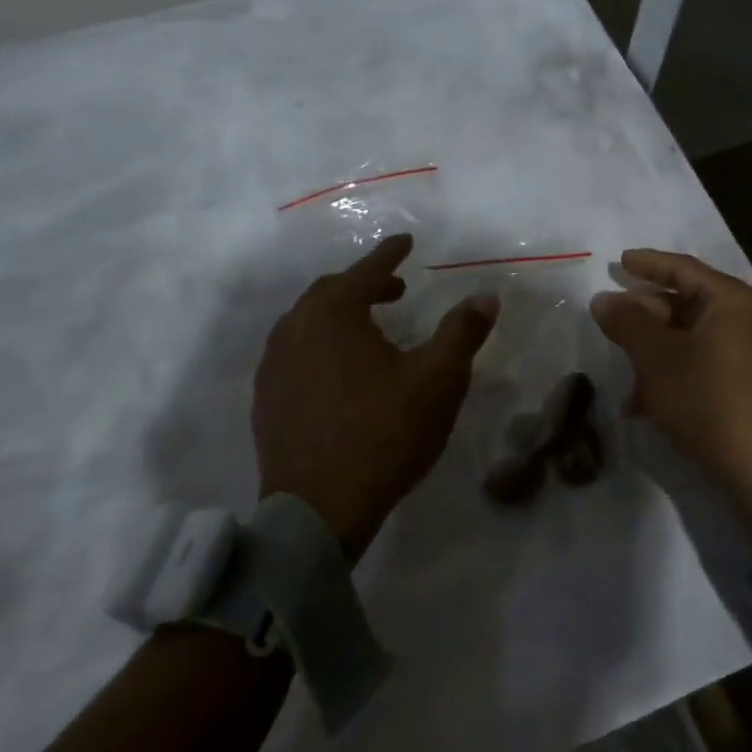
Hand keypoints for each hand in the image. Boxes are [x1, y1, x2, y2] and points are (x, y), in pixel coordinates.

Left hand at [254, 234, 498, 559]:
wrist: (318, 509)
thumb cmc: (383, 434)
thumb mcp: (437, 380)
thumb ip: (462, 332)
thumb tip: (486, 297)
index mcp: (332, 314)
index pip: (366, 271)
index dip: (390, 255)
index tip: (406, 242)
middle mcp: (294, 328)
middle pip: (331, 292)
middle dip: (365, 285)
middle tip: (395, 291)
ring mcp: (273, 365)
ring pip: (308, 322)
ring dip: (340, 315)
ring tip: (369, 330)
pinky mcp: (266, 399)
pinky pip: (294, 353)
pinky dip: (320, 345)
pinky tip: (338, 370)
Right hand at [590, 249, 751, 537]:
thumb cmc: (710, 399)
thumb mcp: (658, 358)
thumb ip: (627, 324)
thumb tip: (602, 298)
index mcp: (731, 303)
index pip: (683, 269)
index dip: (647, 264)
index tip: (617, 262)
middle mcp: (745, 323)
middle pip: (685, 305)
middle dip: (644, 316)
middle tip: (610, 318)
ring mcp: (748, 359)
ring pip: (688, 342)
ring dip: (651, 354)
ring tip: (622, 374)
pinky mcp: (745, 392)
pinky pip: (699, 370)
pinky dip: (669, 379)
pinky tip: (642, 406)